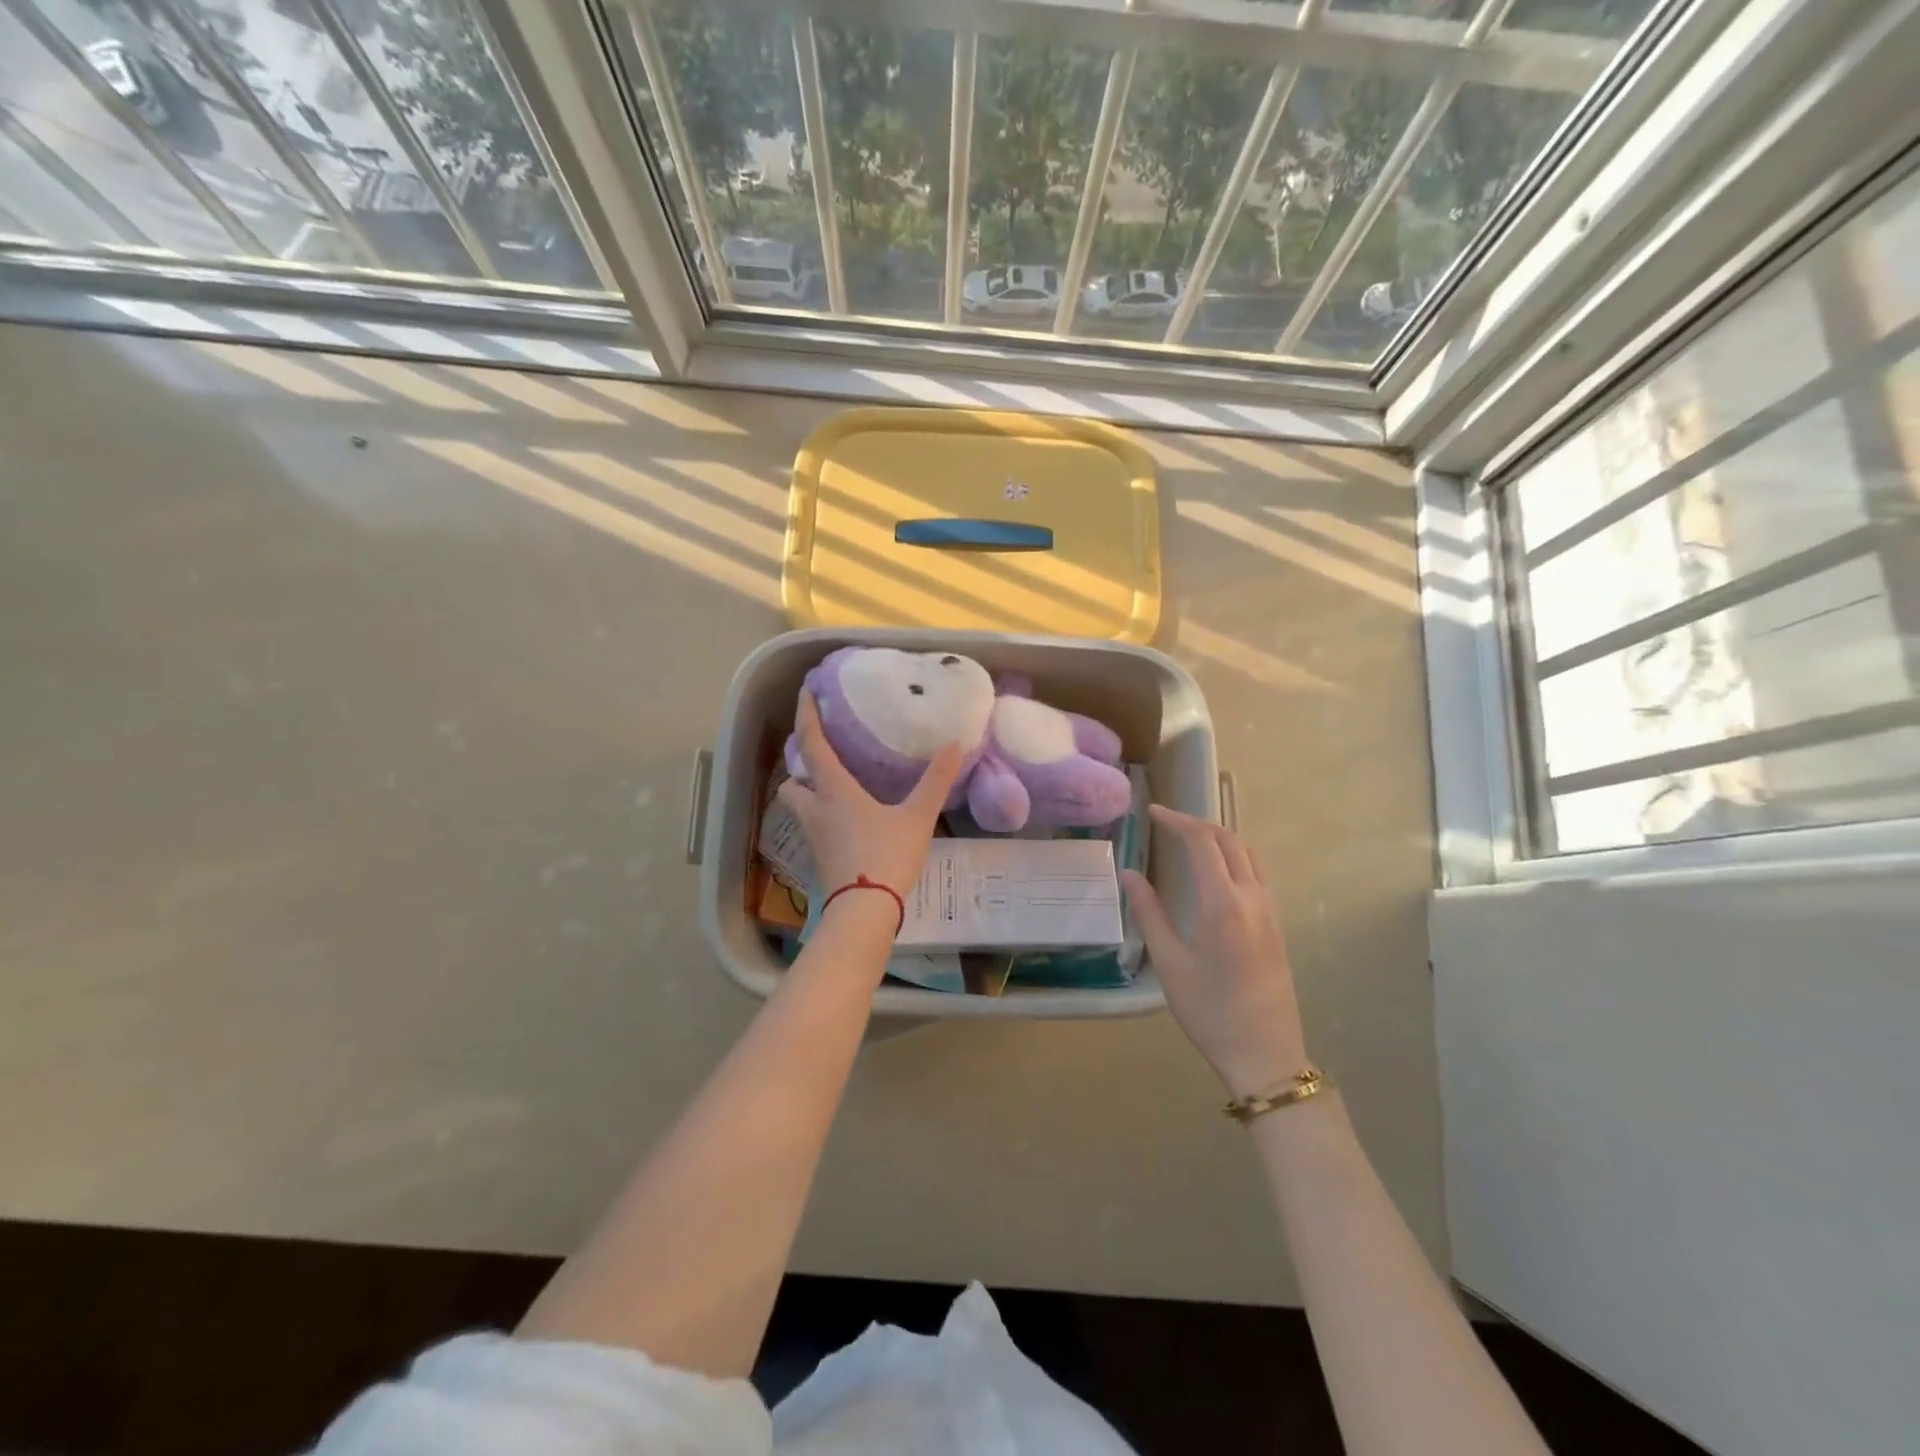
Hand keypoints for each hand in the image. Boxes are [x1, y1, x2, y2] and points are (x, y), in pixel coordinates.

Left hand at [779, 691, 962, 908]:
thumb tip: (954, 746)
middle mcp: (816, 810)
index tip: (805, 692)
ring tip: (834, 789)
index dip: (807, 715)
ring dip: (808, 794)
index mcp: (834, 790)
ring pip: (799, 807)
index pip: (812, 744)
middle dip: (800, 768)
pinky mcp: (821, 859)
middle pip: (792, 782)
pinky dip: (823, 817)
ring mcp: (814, 837)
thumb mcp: (917, 816)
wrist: (865, 910)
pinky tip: (847, 821)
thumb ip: (935, 781)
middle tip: (820, 758)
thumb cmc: (886, 855)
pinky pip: (814, 828)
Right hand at [1123, 807, 1308, 1097]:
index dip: (1176, 821)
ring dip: (1218, 837)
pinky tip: (1215, 871)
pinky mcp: (1276, 924)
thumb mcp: (1169, 963)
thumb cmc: (1209, 1010)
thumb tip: (1130, 874)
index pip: (1202, 842)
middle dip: (1197, 823)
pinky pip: (1256, 873)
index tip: (1151, 812)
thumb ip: (1149, 913)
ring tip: (1189, 839)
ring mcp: (1270, 910)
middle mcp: (1252, 897)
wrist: (1264, 1054)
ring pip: (1247, 854)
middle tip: (1166, 822)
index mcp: (1223, 902)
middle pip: (1228, 840)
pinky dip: (1233, 856)